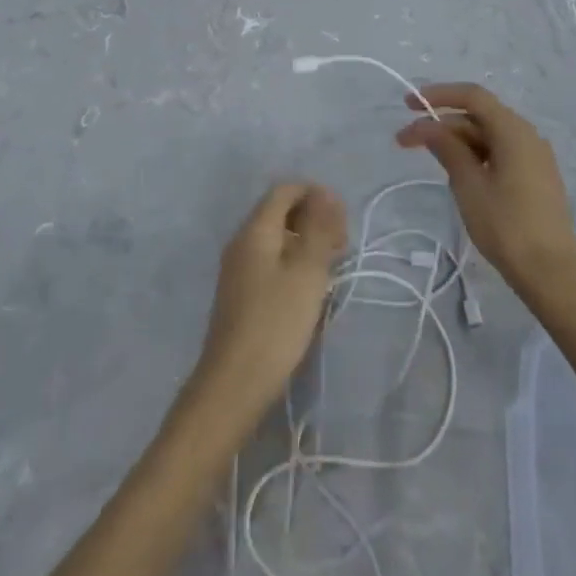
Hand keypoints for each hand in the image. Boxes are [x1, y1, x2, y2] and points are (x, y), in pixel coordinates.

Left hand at [192, 183, 346, 419]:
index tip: (342, 218)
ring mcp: (238, 268)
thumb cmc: (275, 323)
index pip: (285, 190)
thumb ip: (318, 228)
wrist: (233, 385)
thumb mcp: (307, 272)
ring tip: (331, 265)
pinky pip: (270, 260)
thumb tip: (325, 194)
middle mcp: (242, 241)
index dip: (315, 194)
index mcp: (255, 229)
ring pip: (276, 237)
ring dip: (305, 241)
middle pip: (279, 211)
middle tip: (341, 243)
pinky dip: (293, 261)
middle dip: (312, 217)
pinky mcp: (240, 293)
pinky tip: (309, 286)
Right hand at [395, 84, 575, 306]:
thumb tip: (428, 126)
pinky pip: (500, 153)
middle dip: (441, 123)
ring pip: (488, 136)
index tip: (408, 105)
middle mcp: (527, 135)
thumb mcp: (469, 185)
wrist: (553, 275)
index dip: (438, 95)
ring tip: (429, 158)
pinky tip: (457, 173)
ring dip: (456, 141)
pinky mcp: (535, 177)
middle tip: (406, 141)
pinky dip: (475, 155)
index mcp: (513, 130)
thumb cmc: (507, 226)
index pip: (472, 96)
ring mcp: (534, 157)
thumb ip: (447, 148)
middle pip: (478, 116)